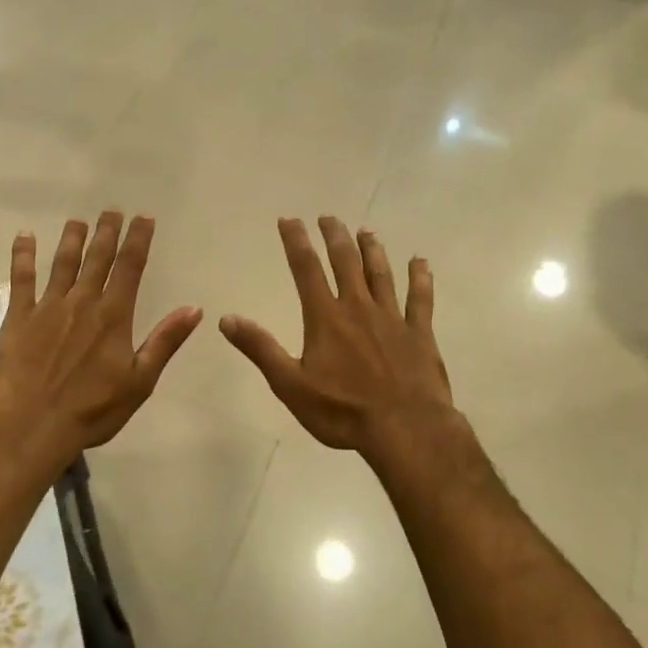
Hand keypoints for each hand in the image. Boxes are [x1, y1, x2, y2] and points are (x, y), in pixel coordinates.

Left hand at [0, 212, 201, 463]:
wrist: (33, 427)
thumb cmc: (93, 411)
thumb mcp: (140, 382)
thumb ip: (164, 341)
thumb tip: (194, 308)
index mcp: (114, 316)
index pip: (130, 267)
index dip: (138, 240)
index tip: (144, 218)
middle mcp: (82, 302)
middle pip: (98, 258)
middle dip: (107, 232)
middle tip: (112, 210)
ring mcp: (47, 307)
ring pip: (62, 263)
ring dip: (72, 239)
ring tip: (78, 220)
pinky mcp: (18, 318)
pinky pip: (21, 279)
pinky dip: (23, 255)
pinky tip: (25, 236)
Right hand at [221, 217, 456, 464]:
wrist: (405, 429)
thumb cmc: (342, 411)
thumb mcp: (290, 385)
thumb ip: (260, 349)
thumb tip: (226, 319)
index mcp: (325, 318)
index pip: (306, 269)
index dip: (296, 242)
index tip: (289, 219)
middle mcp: (358, 308)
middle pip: (345, 263)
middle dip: (335, 237)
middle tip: (328, 217)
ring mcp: (392, 318)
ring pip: (381, 274)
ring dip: (372, 250)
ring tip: (366, 231)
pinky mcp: (420, 334)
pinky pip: (421, 299)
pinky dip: (420, 278)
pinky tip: (420, 262)